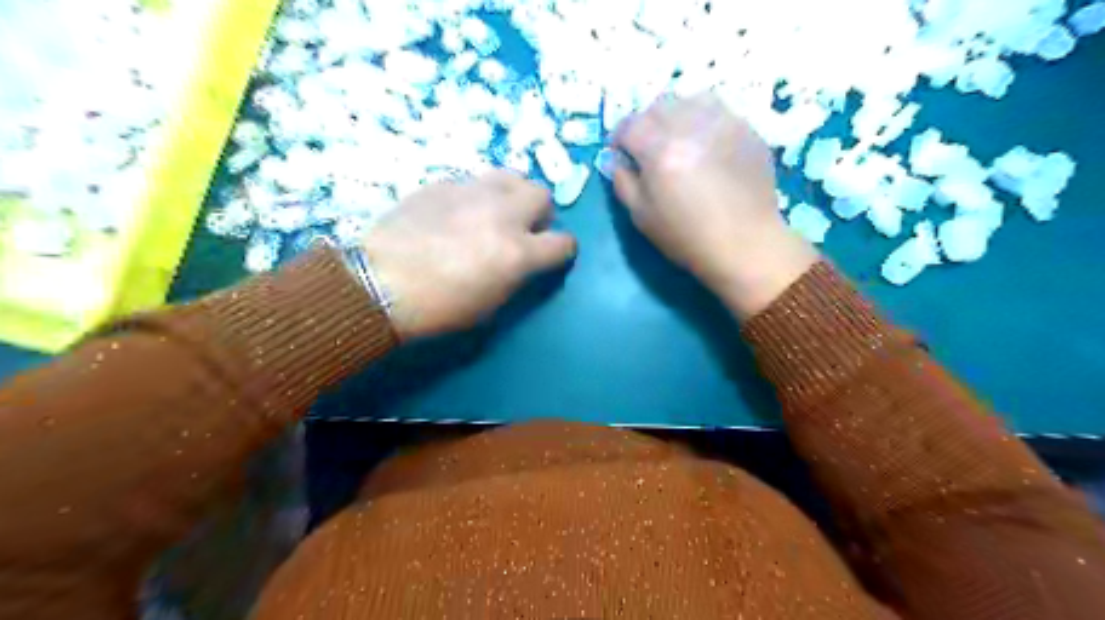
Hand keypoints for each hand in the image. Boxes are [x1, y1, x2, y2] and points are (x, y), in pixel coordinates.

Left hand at [358, 171, 579, 339]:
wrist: (378, 285)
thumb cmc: (438, 309)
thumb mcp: (491, 304)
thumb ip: (518, 275)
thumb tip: (525, 260)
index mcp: (518, 254)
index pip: (564, 242)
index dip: (563, 250)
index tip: (553, 255)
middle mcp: (503, 215)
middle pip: (542, 195)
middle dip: (540, 214)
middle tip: (522, 230)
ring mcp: (471, 193)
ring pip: (512, 176)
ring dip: (513, 194)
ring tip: (496, 212)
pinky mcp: (443, 183)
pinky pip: (474, 180)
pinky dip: (477, 195)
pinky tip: (458, 212)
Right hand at [613, 92, 817, 318]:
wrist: (745, 244)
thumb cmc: (687, 237)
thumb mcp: (642, 216)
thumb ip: (623, 181)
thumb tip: (615, 158)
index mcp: (660, 151)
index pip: (629, 125)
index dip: (619, 138)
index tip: (622, 153)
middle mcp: (691, 127)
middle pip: (658, 105)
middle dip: (647, 123)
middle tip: (650, 148)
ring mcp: (724, 123)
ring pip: (691, 99)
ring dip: (677, 114)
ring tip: (680, 138)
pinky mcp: (747, 128)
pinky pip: (719, 110)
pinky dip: (705, 120)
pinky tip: (707, 145)